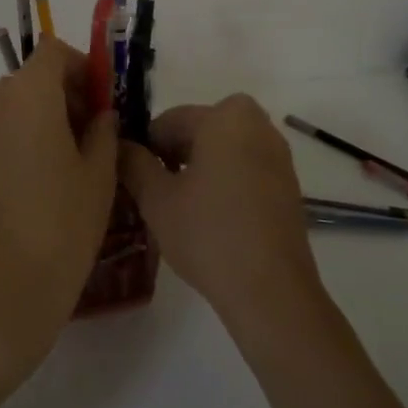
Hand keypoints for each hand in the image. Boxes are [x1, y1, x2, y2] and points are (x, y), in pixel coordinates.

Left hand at [0, 36, 118, 380]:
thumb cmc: (60, 228)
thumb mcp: (99, 175)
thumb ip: (103, 129)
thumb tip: (98, 113)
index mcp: (26, 95)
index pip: (53, 53)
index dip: (82, 67)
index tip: (104, 100)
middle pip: (32, 77)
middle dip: (66, 94)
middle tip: (94, 135)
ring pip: (13, 104)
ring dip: (42, 116)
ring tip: (69, 162)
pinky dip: (20, 136)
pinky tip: (39, 180)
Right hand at [120, 94, 322, 331]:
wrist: (272, 291)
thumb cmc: (209, 234)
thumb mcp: (157, 199)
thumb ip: (133, 163)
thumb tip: (119, 145)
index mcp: (226, 117)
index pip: (170, 120)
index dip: (145, 147)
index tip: (132, 176)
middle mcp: (258, 126)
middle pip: (200, 130)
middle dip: (174, 154)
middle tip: (153, 191)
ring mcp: (278, 156)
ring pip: (224, 149)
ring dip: (200, 167)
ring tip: (179, 206)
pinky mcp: (288, 185)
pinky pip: (245, 169)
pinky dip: (225, 181)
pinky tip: (210, 217)